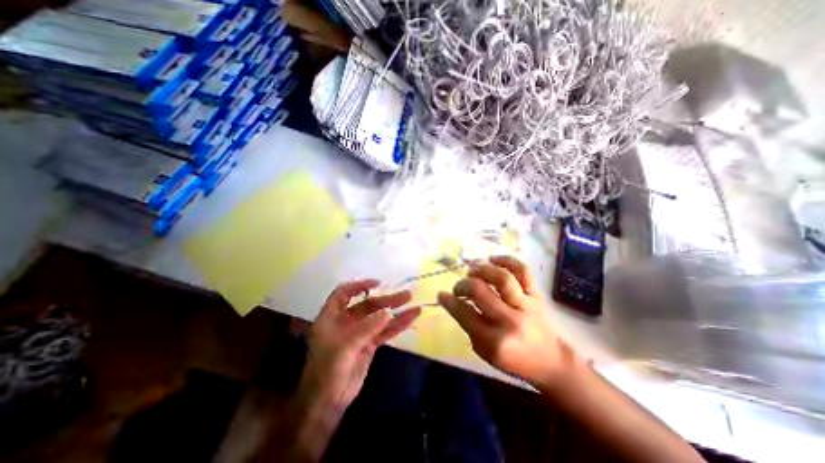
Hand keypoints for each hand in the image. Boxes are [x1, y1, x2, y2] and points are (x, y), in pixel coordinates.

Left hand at [300, 278, 420, 411]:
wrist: (327, 402)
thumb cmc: (327, 371)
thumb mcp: (344, 347)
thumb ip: (367, 328)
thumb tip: (388, 312)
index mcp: (332, 316)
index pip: (344, 293)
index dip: (359, 285)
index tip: (378, 283)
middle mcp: (346, 321)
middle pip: (368, 304)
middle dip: (388, 300)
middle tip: (407, 295)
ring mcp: (359, 332)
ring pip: (380, 318)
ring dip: (397, 312)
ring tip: (416, 307)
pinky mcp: (369, 344)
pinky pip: (385, 332)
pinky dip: (397, 326)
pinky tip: (410, 320)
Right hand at [437, 254, 578, 388]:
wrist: (550, 361)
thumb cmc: (513, 360)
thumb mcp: (484, 351)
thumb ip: (468, 325)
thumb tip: (451, 300)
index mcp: (494, 341)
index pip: (464, 314)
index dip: (449, 301)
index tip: (442, 294)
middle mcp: (509, 320)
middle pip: (480, 291)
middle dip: (462, 285)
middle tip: (458, 287)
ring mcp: (525, 305)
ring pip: (501, 278)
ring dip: (482, 270)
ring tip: (473, 270)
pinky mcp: (536, 294)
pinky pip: (523, 271)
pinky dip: (507, 260)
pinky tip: (493, 259)